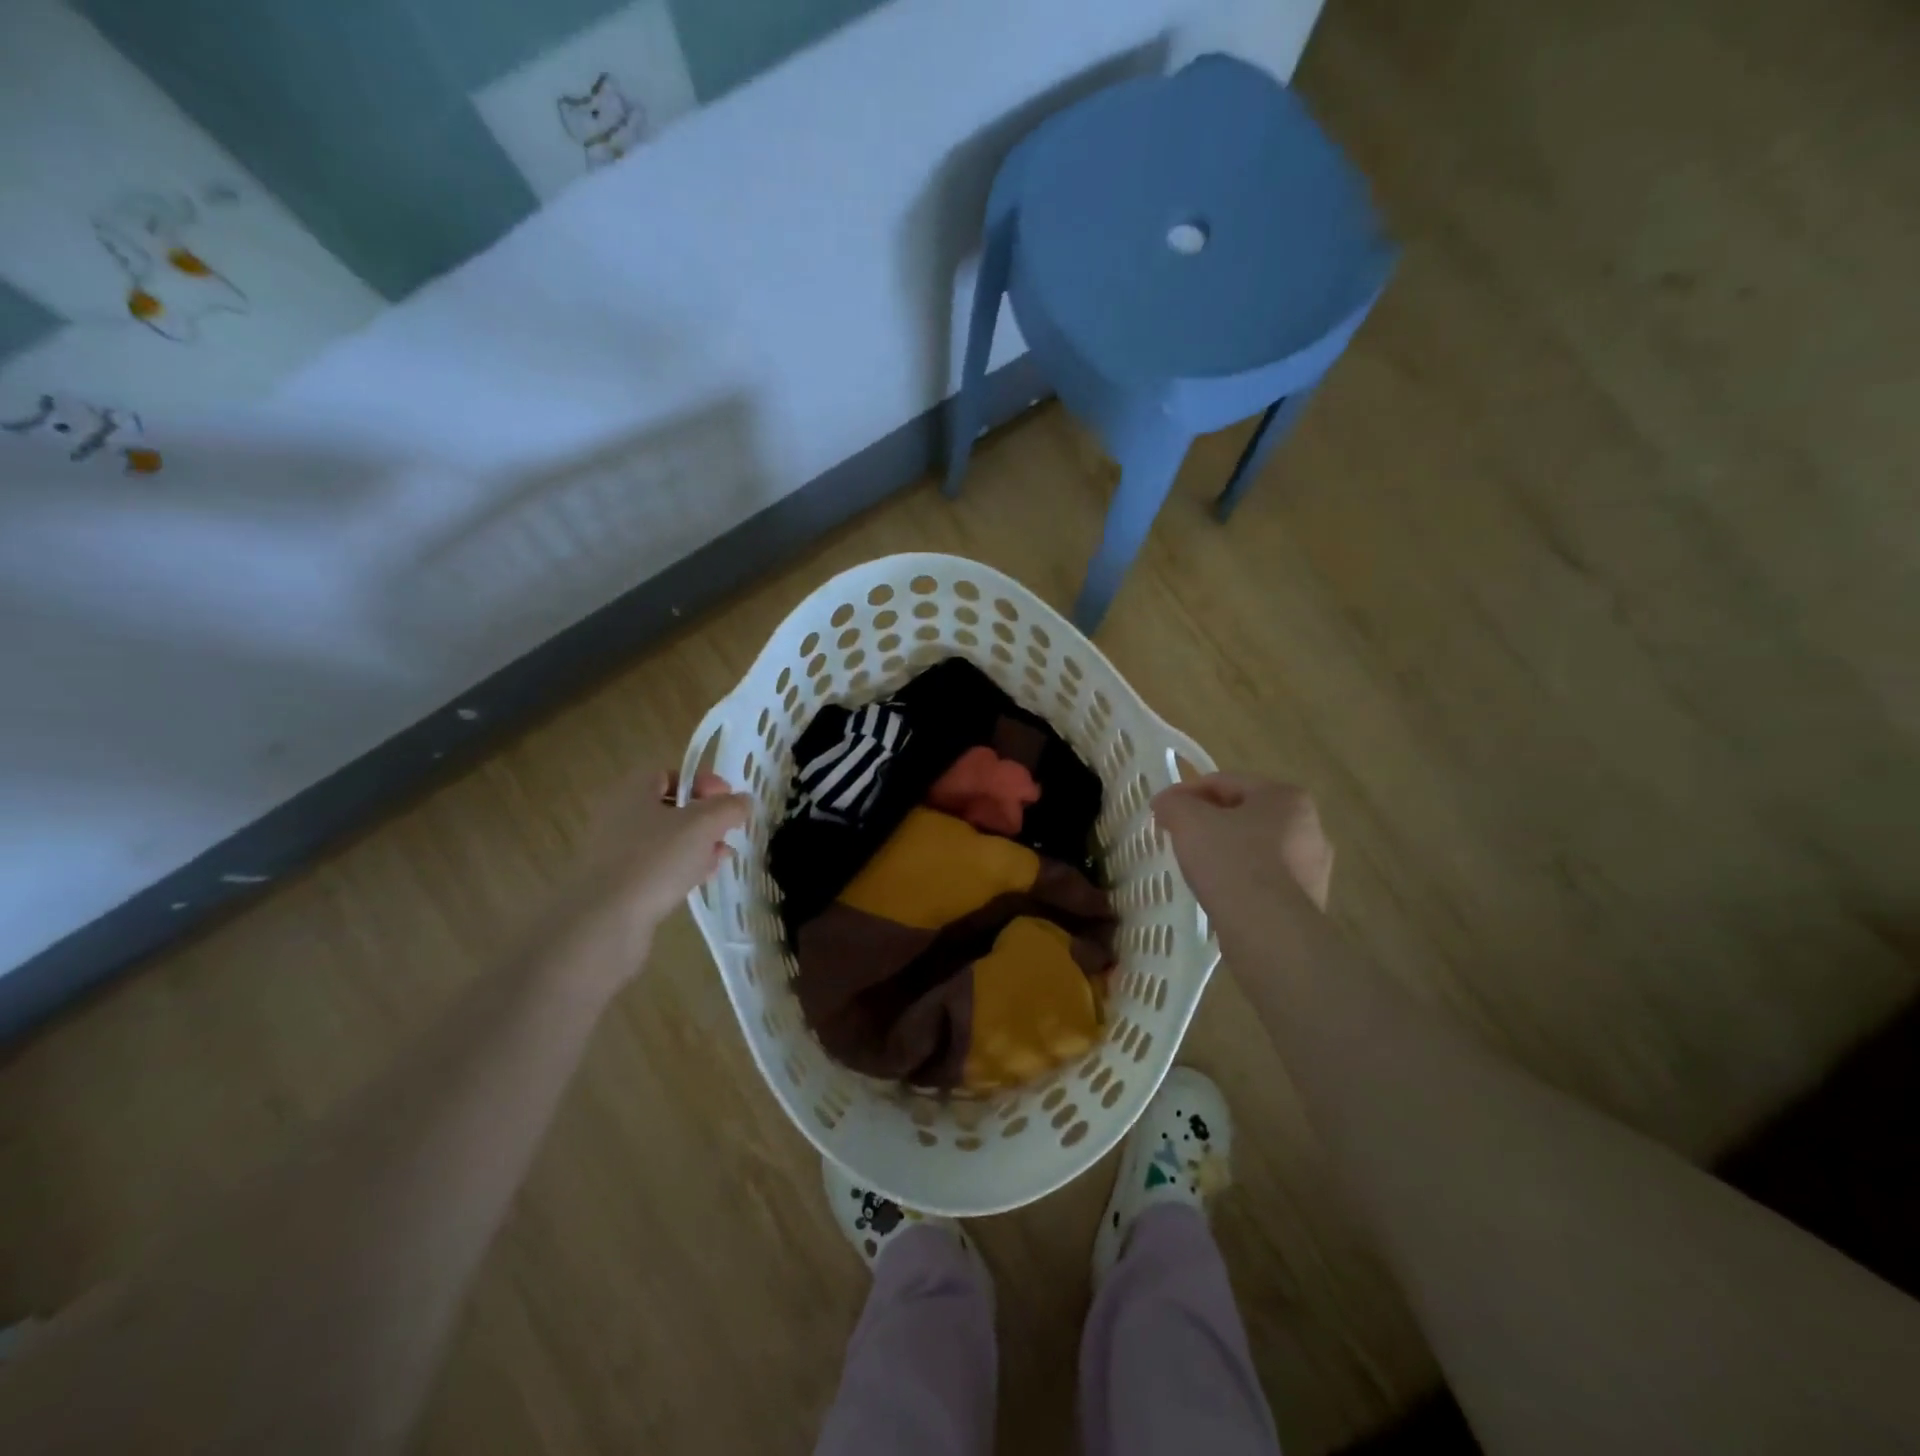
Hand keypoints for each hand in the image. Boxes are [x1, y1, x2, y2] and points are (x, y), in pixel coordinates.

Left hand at [550, 770, 750, 983]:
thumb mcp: (702, 825)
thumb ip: (728, 808)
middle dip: (704, 818)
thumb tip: (743, 800)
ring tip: (722, 858)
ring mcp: (615, 853)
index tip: (729, 800)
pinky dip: (680, 869)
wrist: (603, 921)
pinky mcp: (618, 886)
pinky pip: (656, 868)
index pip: (669, 774)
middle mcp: (619, 817)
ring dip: (697, 845)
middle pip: (669, 808)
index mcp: (632, 792)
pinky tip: (701, 880)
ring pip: (665, 841)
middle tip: (729, 831)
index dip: (702, 782)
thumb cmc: (655, 860)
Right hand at [1152, 773, 1332, 913]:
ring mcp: (1314, 866)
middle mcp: (1310, 825)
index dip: (1186, 792)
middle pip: (1244, 813)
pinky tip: (1220, 892)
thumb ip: (1174, 804)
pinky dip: (1241, 879)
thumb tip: (1166, 803)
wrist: (1269, 931)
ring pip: (1256, 847)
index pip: (1225, 782)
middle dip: (1209, 820)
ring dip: (1226, 850)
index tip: (1160, 809)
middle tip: (1178, 835)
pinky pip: (1265, 879)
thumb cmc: (1231, 862)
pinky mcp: (1309, 900)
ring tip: (1196, 866)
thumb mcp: (1189, 822)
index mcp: (1286, 796)